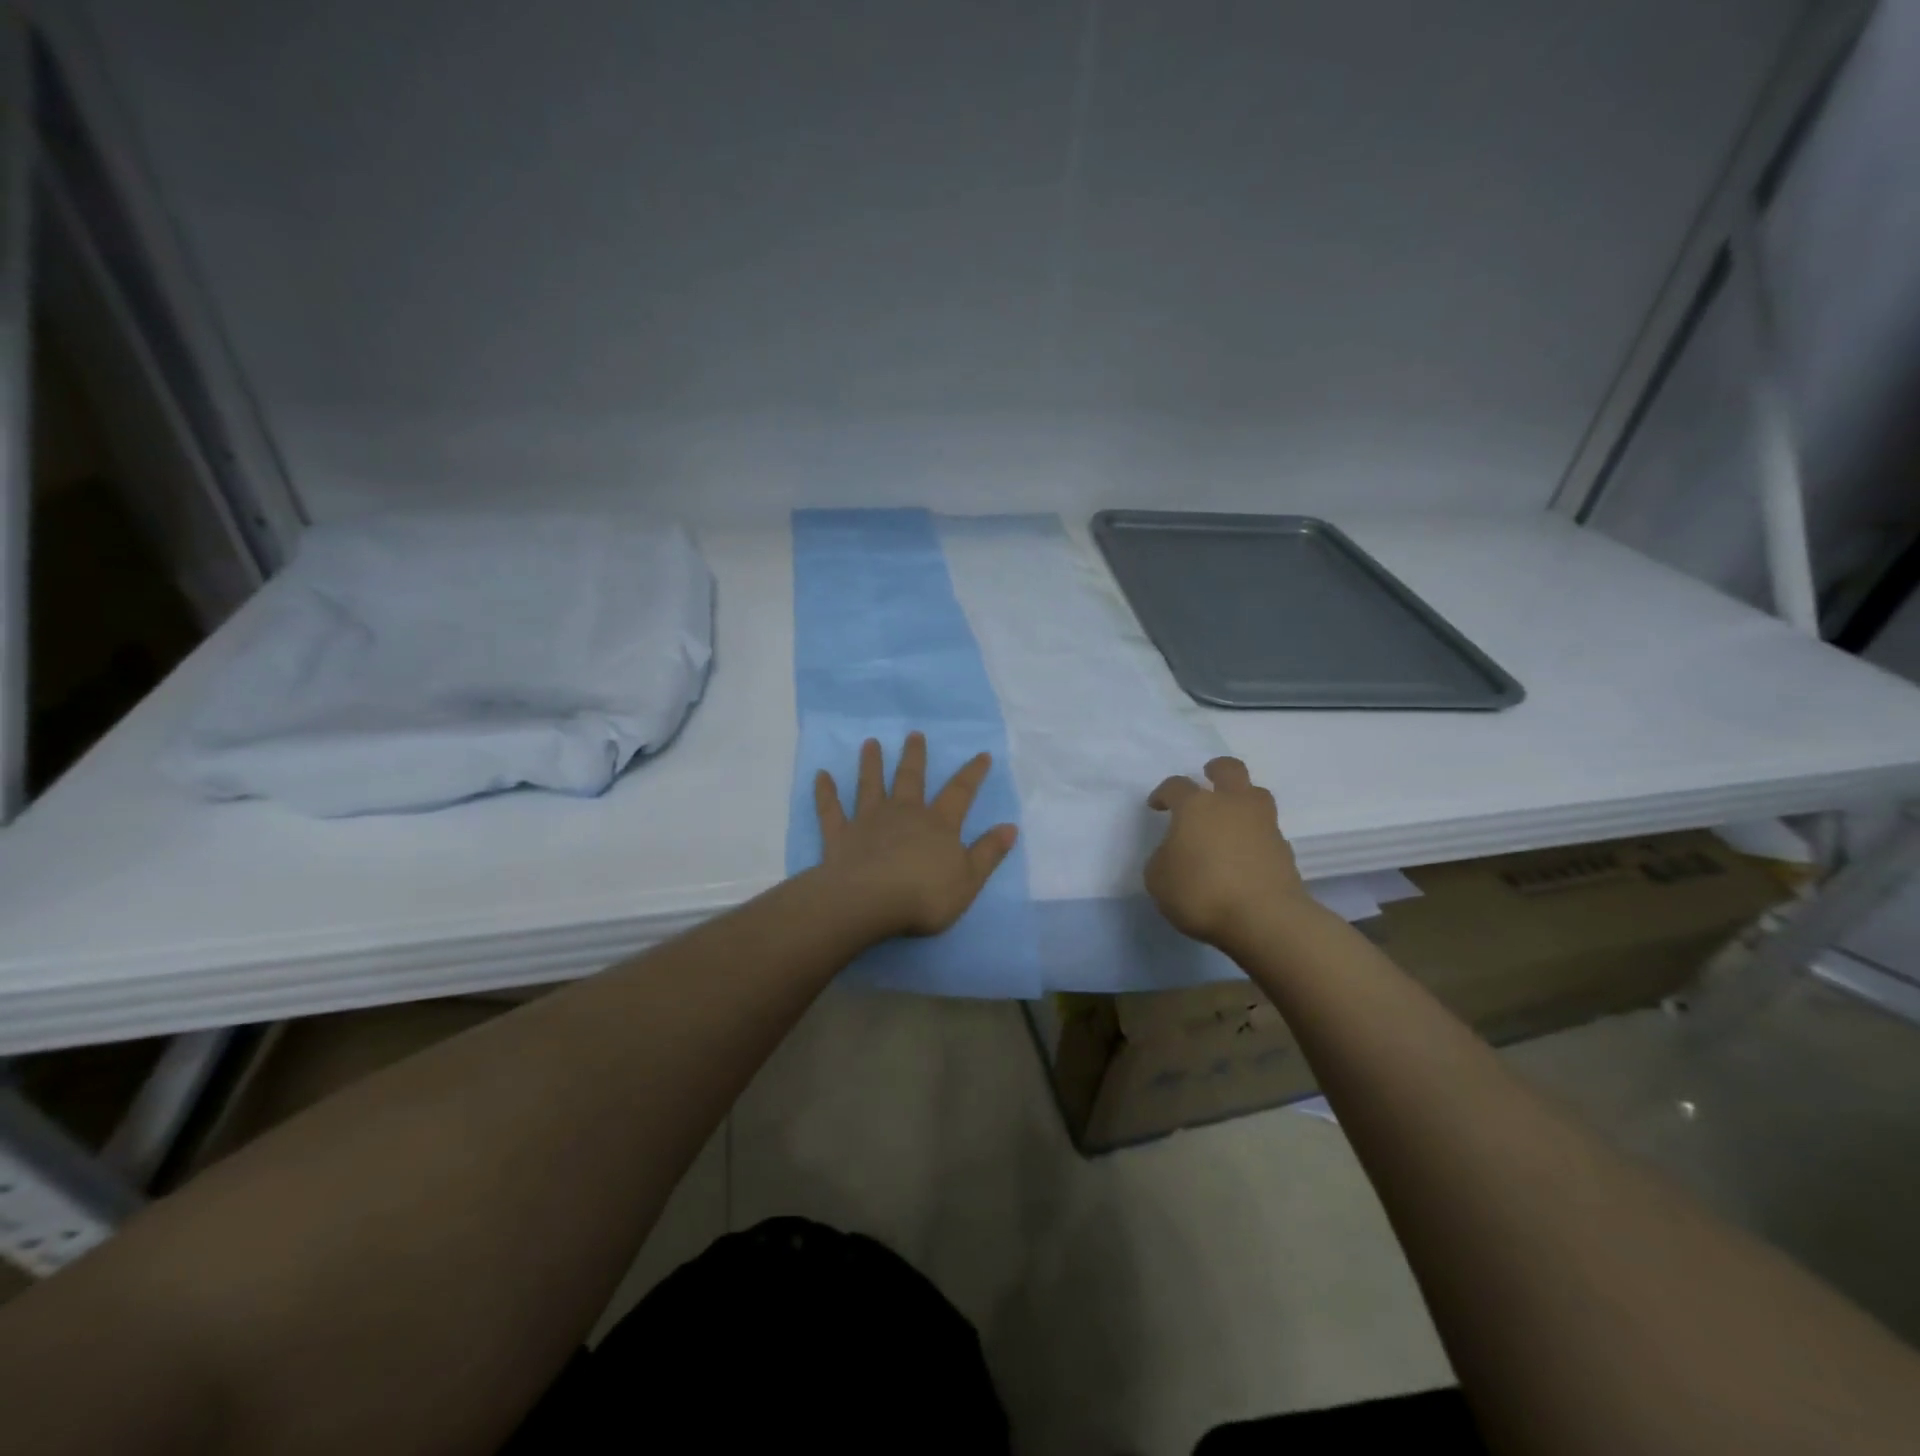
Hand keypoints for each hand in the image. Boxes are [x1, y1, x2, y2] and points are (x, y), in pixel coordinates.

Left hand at [813, 732, 1018, 939]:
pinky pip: (831, 809)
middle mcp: (904, 813)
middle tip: (914, 734)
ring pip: (870, 785)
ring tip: (870, 743)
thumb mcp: (969, 879)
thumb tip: (1010, 827)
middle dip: (914, 756)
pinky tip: (820, 776)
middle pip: (911, 778)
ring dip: (870, 763)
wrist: (869, 902)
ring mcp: (869, 821)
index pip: (960, 792)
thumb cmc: (924, 895)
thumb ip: (989, 852)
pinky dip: (825, 793)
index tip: (982, 754)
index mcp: (938, 824)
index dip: (972, 774)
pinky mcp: (840, 835)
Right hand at [1145, 757, 1311, 948]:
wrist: (1264, 919)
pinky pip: (1267, 830)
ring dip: (1242, 799)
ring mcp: (1263, 824)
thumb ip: (1163, 858)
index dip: (1163, 793)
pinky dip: (1254, 835)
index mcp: (1196, 806)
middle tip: (1207, 779)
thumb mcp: (1158, 879)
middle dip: (1216, 770)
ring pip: (1257, 794)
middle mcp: (1232, 805)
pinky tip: (1244, 854)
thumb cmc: (1201, 892)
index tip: (1157, 806)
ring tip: (1230, 818)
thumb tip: (1175, 853)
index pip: (1176, 786)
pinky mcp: (1284, 849)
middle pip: (1230, 770)